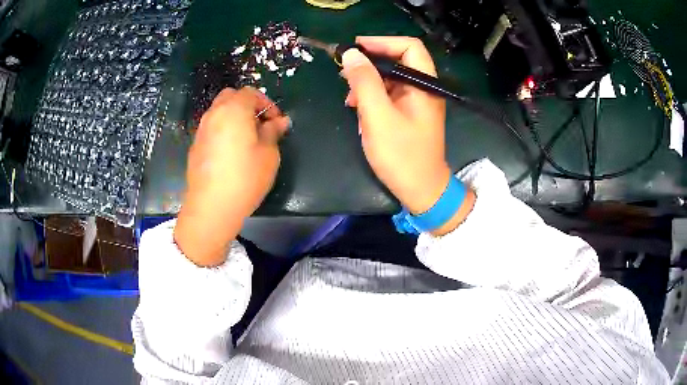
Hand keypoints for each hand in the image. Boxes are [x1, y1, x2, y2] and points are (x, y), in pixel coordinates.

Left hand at [174, 87, 289, 265]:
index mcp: (234, 110)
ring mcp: (201, 130)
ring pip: (219, 112)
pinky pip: (211, 128)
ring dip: (234, 117)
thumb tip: (280, 121)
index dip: (266, 103)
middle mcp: (214, 114)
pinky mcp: (195, 146)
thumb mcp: (268, 154)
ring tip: (247, 140)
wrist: (211, 206)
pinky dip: (223, 130)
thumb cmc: (245, 177)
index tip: (276, 122)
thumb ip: (273, 132)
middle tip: (260, 125)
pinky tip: (230, 153)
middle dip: (247, 105)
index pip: (250, 93)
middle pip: (231, 97)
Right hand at [341, 37, 474, 234]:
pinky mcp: (409, 113)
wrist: (421, 190)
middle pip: (397, 60)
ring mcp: (417, 101)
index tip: (355, 47)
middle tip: (344, 72)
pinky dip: (372, 97)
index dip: (382, 42)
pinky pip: (389, 95)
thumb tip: (351, 54)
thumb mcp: (378, 116)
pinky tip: (358, 109)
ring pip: (390, 78)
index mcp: (424, 84)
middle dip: (369, 64)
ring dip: (367, 82)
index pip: (408, 46)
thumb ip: (364, 82)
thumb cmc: (402, 155)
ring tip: (349, 98)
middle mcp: (424, 88)